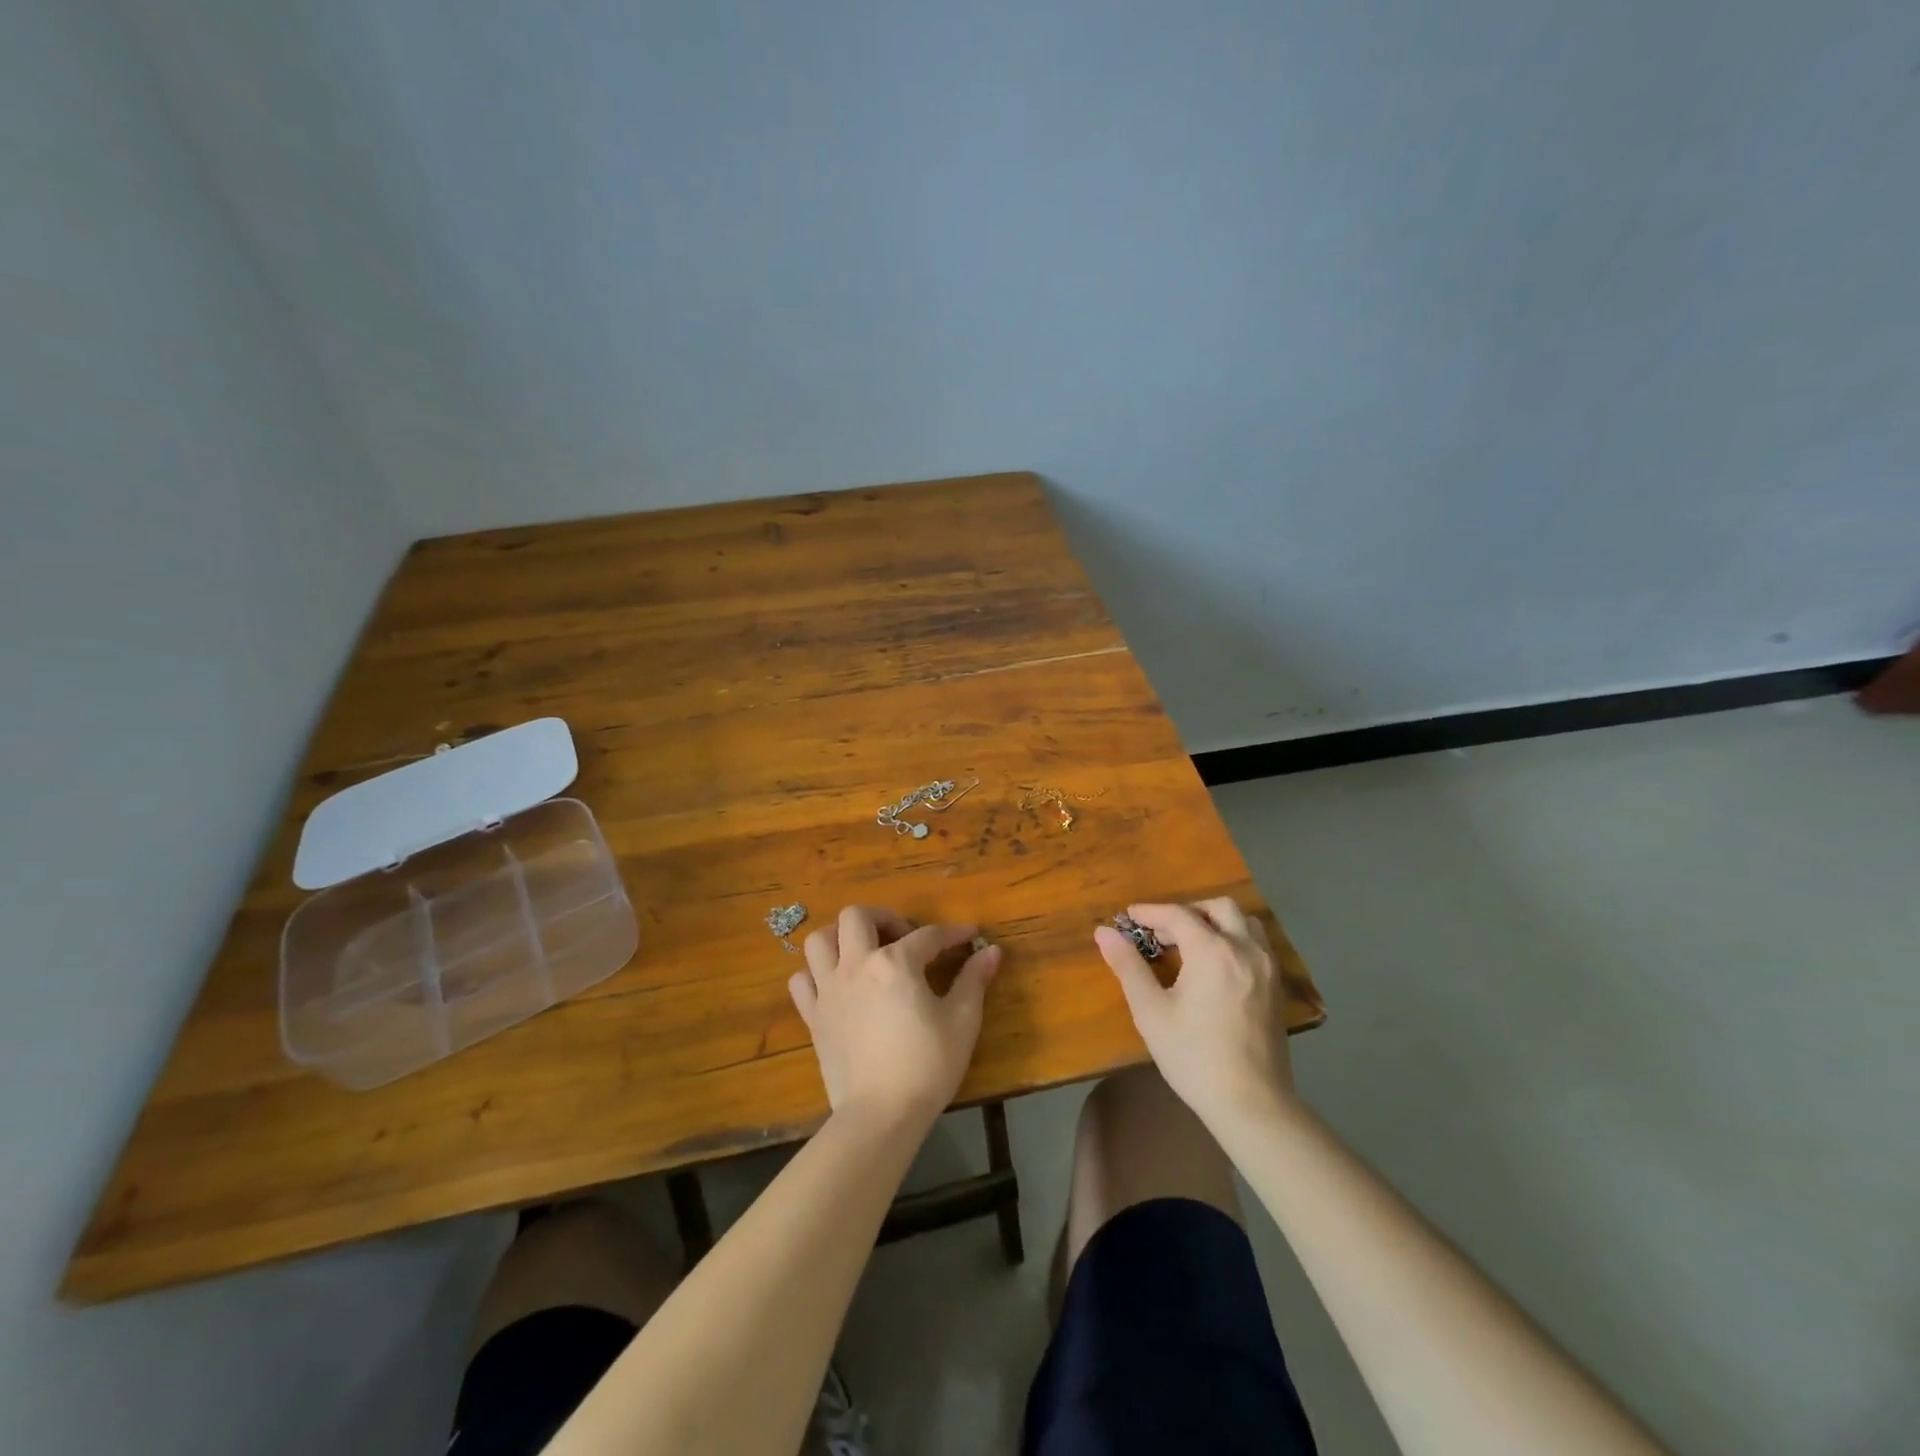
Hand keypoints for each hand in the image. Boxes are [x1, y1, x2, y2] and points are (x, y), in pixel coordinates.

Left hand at [789, 906, 1001, 1124]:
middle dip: (882, 917)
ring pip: (818, 940)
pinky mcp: (813, 1016)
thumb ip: (974, 980)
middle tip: (903, 938)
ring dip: (840, 937)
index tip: (970, 936)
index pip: (928, 935)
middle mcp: (856, 965)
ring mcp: (828, 990)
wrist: (879, 1115)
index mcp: (895, 963)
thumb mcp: (962, 1022)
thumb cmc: (927, 1066)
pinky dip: (815, 974)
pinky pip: (802, 980)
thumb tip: (991, 951)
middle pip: (856, 916)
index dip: (952, 933)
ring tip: (863, 952)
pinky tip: (835, 985)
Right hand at [1094, 898, 1294, 1124]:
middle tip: (1162, 933)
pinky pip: (1256, 945)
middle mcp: (1244, 949)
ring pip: (1243, 923)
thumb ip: (1128, 966)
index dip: (1150, 912)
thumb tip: (1104, 932)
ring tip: (1191, 945)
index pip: (1178, 915)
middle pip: (1218, 908)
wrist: (1252, 1103)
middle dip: (1187, 912)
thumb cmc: (1194, 1056)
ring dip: (1215, 923)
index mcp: (1212, 951)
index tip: (1129, 917)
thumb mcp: (1151, 1011)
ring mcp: (1267, 967)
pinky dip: (1233, 940)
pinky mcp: (1277, 987)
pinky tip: (1215, 967)